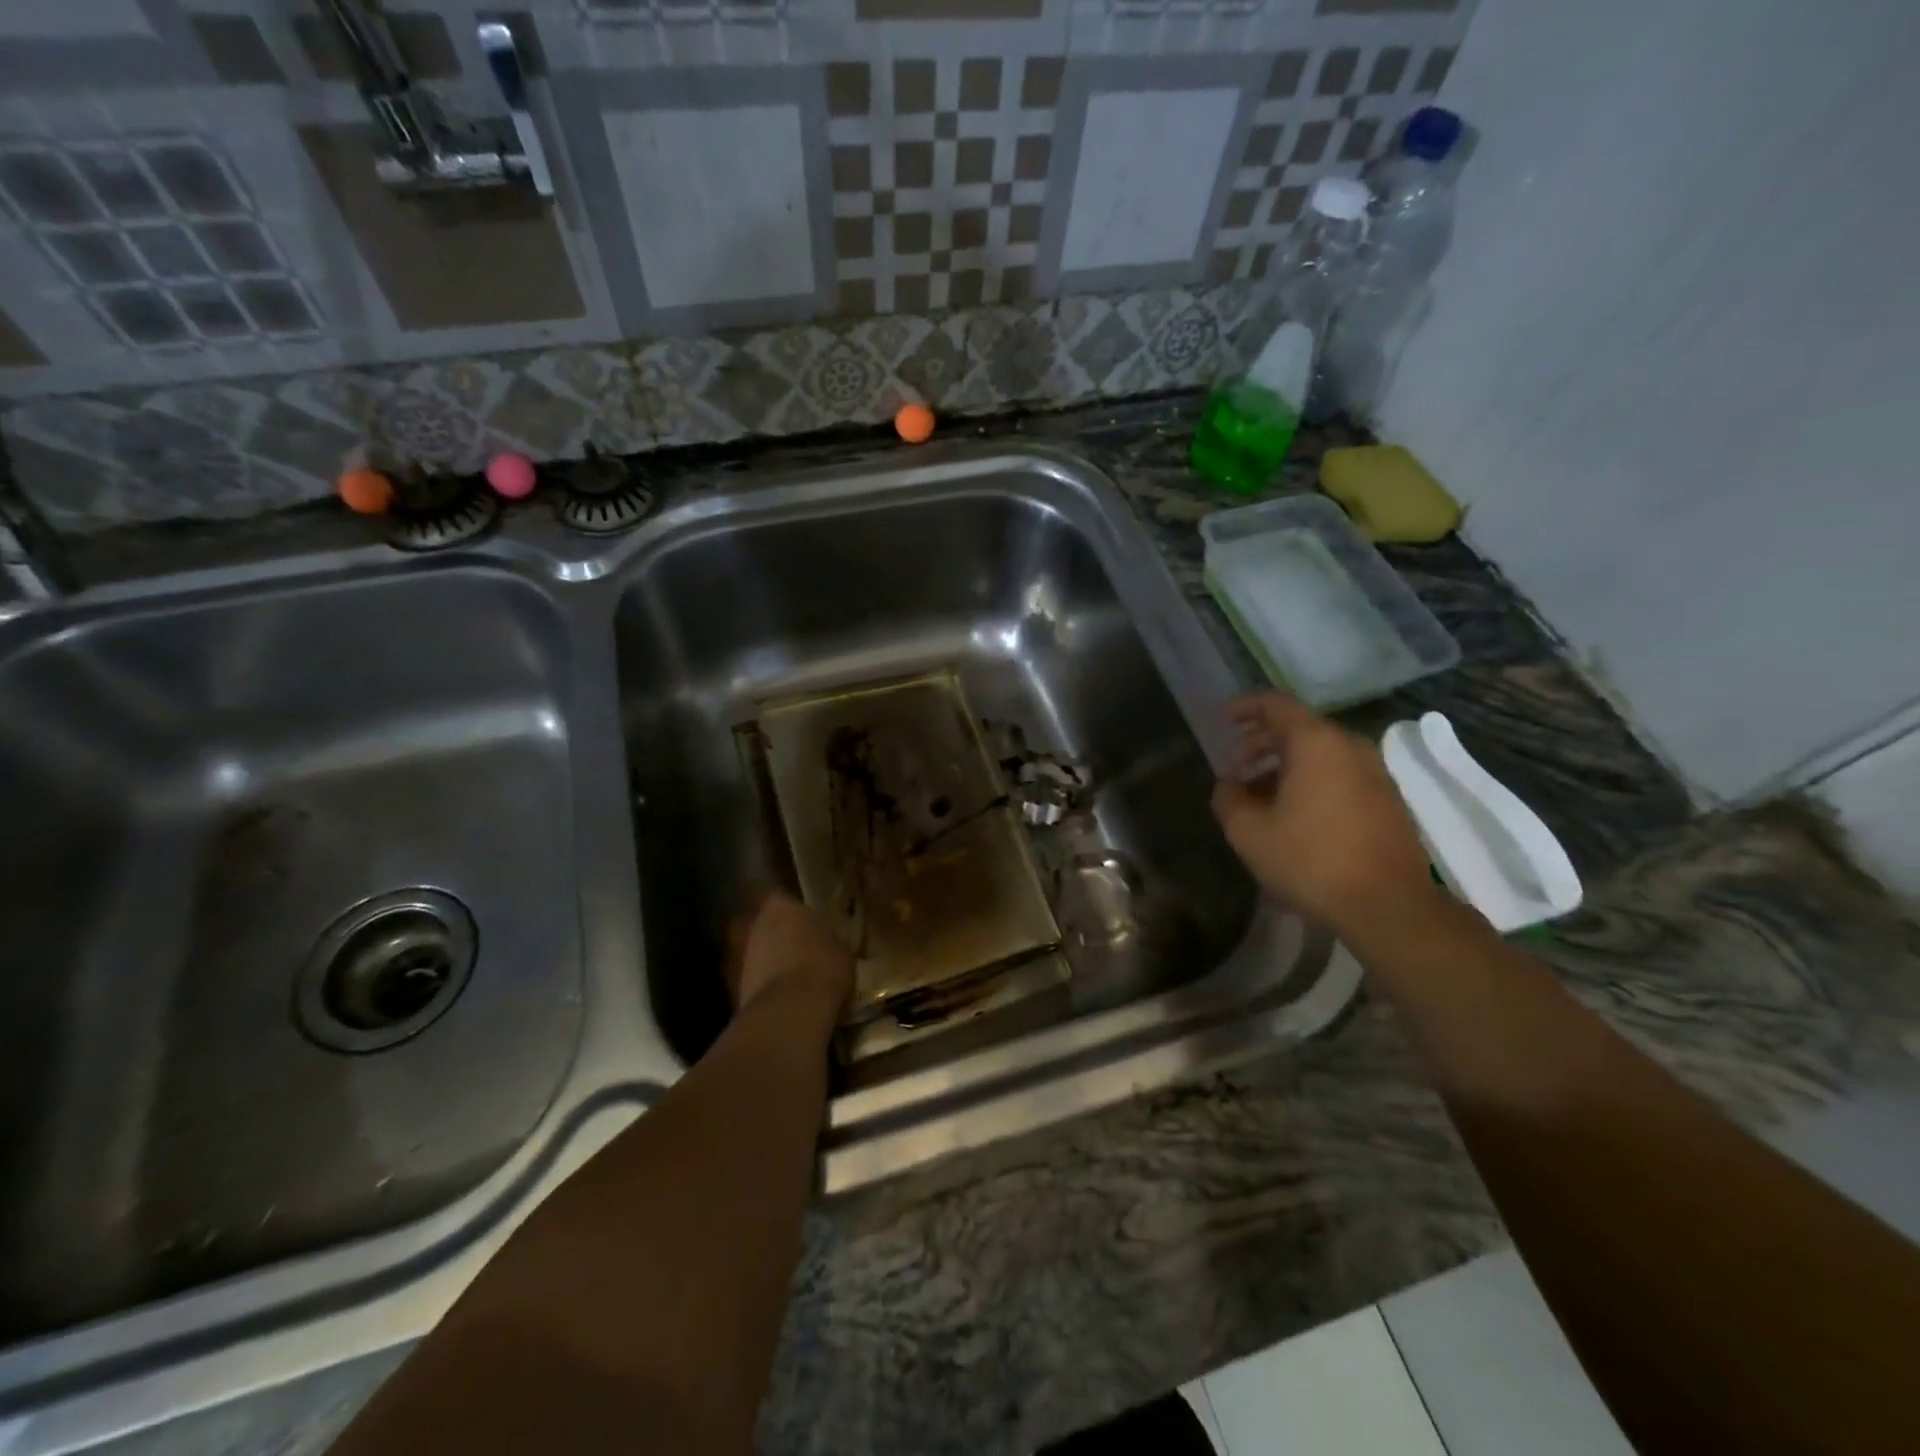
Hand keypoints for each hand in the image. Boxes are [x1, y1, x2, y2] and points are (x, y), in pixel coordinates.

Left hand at [724, 886, 853, 1021]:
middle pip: (752, 922)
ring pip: (746, 951)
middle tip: (786, 941)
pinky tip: (776, 996)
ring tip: (782, 973)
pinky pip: (746, 980)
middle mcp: (751, 926)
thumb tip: (823, 942)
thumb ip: (824, 939)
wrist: (790, 1013)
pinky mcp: (731, 990)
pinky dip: (757, 985)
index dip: (777, 900)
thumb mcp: (839, 949)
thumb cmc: (822, 968)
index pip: (768, 891)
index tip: (789, 909)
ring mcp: (735, 958)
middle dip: (765, 931)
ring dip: (759, 960)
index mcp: (779, 907)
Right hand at [1211, 692, 1438, 934]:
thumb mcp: (1248, 832)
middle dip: (1261, 742)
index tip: (1223, 720)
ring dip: (1284, 765)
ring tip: (1258, 795)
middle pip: (1299, 728)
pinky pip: (1339, 774)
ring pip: (1320, 754)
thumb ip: (1229, 798)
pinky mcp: (1387, 801)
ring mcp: (1375, 774)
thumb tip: (1229, 785)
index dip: (1245, 707)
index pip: (1276, 705)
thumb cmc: (1310, 860)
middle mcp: (1349, 747)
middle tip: (1234, 767)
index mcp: (1316, 743)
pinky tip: (1292, 814)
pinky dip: (1310, 781)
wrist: (1388, 906)